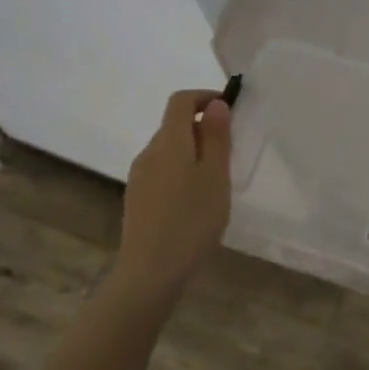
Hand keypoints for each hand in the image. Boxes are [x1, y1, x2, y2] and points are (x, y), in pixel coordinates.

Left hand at [108, 89, 232, 304]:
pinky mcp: (137, 199)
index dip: (204, 97)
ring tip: (217, 180)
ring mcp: (139, 177)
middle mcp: (149, 153)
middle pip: (174, 125)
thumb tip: (215, 105)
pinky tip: (195, 201)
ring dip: (192, 152)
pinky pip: (162, 171)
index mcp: (169, 142)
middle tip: (231, 152)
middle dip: (203, 128)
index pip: (180, 101)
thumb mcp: (215, 177)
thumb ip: (216, 138)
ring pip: (168, 150)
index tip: (230, 110)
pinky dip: (181, 172)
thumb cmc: (192, 221)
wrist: (151, 272)